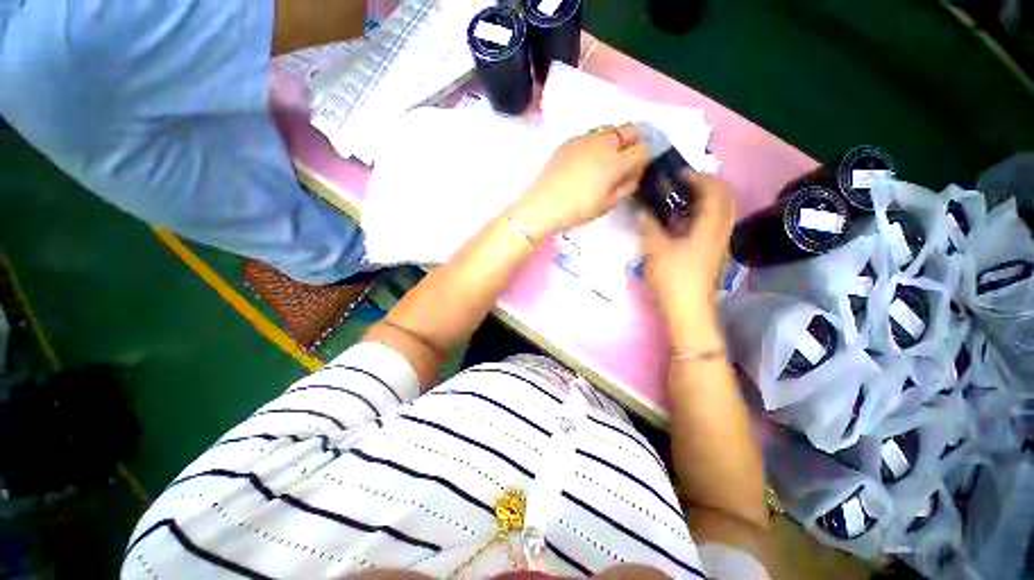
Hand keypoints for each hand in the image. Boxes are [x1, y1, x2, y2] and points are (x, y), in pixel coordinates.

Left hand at [509, 124, 649, 237]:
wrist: (543, 204)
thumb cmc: (578, 209)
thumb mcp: (608, 204)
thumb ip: (627, 186)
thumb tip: (635, 173)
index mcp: (617, 161)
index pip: (643, 150)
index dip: (644, 159)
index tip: (637, 170)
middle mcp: (604, 143)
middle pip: (630, 130)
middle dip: (634, 141)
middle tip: (626, 159)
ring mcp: (585, 138)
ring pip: (610, 129)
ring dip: (616, 139)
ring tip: (606, 159)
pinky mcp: (570, 141)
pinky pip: (591, 135)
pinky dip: (597, 142)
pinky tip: (587, 159)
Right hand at [640, 172, 735, 316]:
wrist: (688, 308)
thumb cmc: (673, 277)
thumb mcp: (656, 249)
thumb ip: (650, 226)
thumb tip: (642, 210)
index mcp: (710, 226)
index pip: (715, 190)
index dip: (699, 177)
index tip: (678, 175)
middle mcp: (721, 230)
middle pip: (725, 197)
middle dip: (708, 184)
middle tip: (684, 183)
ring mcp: (720, 242)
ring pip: (722, 210)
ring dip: (707, 198)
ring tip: (683, 198)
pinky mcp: (714, 252)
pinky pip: (715, 222)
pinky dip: (704, 213)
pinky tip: (684, 220)